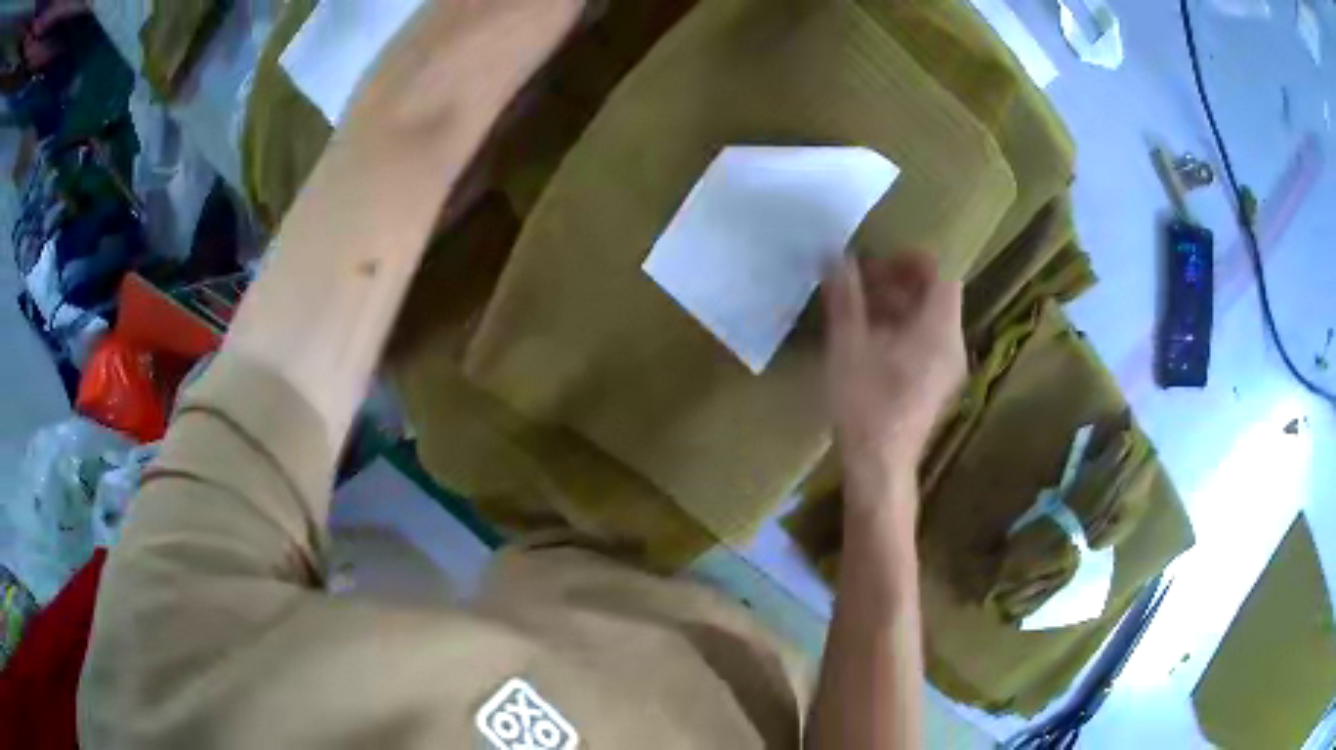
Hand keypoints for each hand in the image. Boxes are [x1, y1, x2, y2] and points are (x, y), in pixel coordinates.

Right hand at [823, 252, 965, 509]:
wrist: (879, 467)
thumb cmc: (866, 404)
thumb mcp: (848, 345)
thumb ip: (845, 296)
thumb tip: (835, 255)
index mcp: (940, 329)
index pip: (942, 272)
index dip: (911, 259)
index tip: (878, 263)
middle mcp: (953, 344)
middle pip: (934, 295)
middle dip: (897, 282)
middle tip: (859, 285)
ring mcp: (949, 367)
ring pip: (929, 320)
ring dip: (897, 307)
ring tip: (857, 312)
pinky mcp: (938, 385)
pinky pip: (927, 342)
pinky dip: (902, 331)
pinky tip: (869, 343)